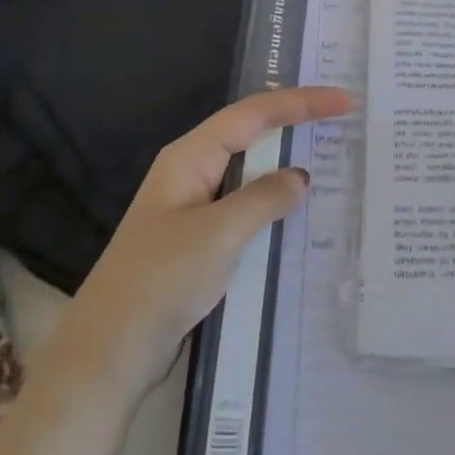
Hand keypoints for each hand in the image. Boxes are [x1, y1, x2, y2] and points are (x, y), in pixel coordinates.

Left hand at [49, 86, 353, 398]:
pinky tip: (302, 214)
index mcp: (189, 157)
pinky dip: (275, 205)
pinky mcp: (200, 241)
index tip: (344, 100)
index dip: (300, 102)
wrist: (109, 353)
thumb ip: (264, 198)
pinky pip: (246, 209)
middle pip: (251, 135)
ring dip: (287, 166)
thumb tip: (300, 177)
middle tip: (343, 119)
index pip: (253, 114)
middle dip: (295, 124)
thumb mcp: (218, 234)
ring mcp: (195, 208)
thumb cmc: (160, 281)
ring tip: (333, 158)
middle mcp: (192, 173)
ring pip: (250, 174)